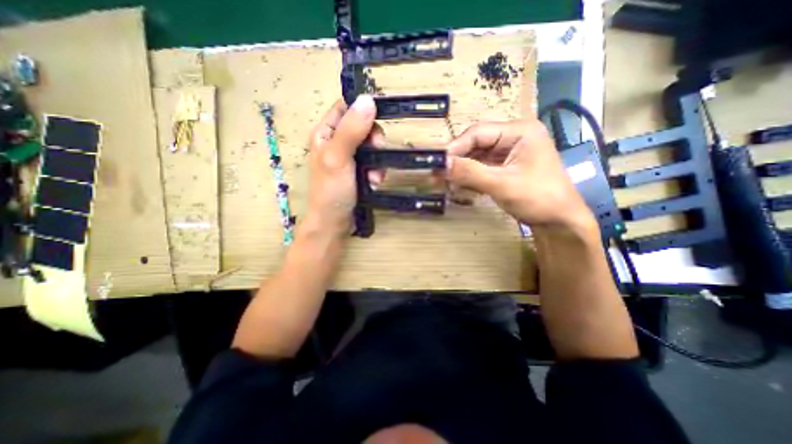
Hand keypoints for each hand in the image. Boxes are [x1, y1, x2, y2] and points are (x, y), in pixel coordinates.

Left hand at [303, 94, 380, 239]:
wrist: (334, 222)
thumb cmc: (331, 191)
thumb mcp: (338, 158)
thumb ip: (351, 130)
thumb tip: (368, 100)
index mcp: (325, 133)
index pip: (345, 107)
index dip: (362, 109)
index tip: (378, 118)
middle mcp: (336, 142)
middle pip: (362, 126)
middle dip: (374, 139)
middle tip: (378, 150)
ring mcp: (348, 158)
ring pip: (371, 146)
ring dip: (378, 160)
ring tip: (375, 176)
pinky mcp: (357, 171)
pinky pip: (373, 162)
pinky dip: (377, 171)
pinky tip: (374, 182)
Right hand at [445, 119, 594, 229]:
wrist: (560, 222)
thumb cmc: (538, 199)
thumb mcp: (502, 184)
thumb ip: (470, 172)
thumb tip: (441, 164)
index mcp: (519, 131)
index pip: (478, 132)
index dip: (456, 147)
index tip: (437, 163)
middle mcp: (513, 137)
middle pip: (476, 143)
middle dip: (457, 160)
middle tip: (438, 174)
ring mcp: (509, 153)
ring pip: (476, 156)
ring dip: (461, 170)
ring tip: (445, 182)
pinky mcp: (505, 167)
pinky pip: (481, 167)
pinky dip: (469, 176)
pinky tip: (459, 186)